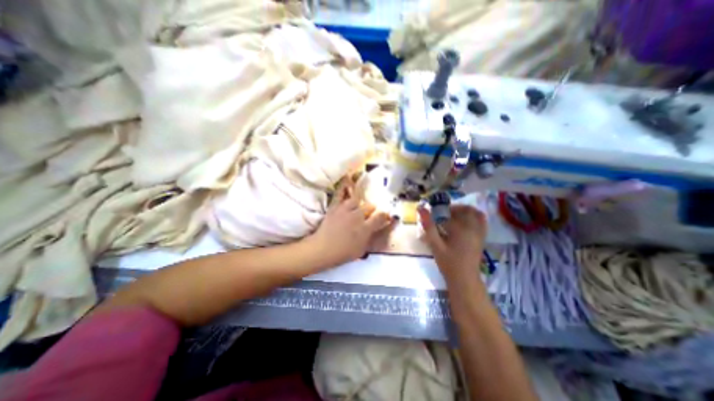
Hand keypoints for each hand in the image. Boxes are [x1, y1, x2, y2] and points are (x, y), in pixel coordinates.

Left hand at [312, 179, 392, 265]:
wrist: (322, 249)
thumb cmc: (343, 253)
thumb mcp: (361, 250)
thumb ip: (371, 237)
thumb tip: (378, 229)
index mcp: (365, 228)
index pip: (380, 217)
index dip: (385, 216)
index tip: (387, 216)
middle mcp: (357, 216)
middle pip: (370, 207)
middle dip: (372, 210)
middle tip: (369, 215)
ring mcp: (346, 209)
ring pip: (358, 199)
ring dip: (360, 203)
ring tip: (358, 207)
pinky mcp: (335, 206)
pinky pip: (340, 193)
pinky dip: (344, 185)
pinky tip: (348, 176)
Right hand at [420, 205, 485, 279]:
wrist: (465, 279)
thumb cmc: (448, 263)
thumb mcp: (435, 245)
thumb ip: (428, 226)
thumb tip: (421, 208)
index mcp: (460, 229)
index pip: (448, 213)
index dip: (438, 212)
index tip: (431, 215)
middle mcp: (473, 227)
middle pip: (463, 210)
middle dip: (451, 209)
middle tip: (441, 216)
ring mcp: (479, 231)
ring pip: (474, 212)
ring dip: (462, 211)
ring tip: (451, 217)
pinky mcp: (482, 236)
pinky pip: (481, 220)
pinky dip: (473, 215)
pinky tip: (463, 221)